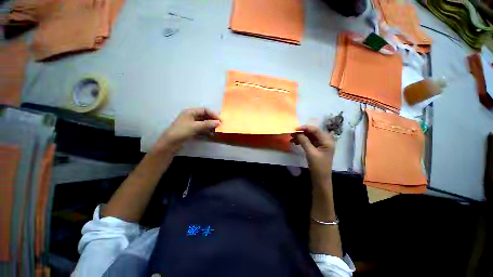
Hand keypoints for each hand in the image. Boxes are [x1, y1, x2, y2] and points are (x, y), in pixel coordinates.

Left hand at [154, 108, 220, 151]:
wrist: (170, 143)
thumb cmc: (182, 131)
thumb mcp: (195, 126)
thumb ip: (207, 124)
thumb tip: (219, 122)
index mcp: (191, 112)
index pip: (205, 110)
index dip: (213, 114)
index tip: (220, 120)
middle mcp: (191, 116)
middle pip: (205, 116)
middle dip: (212, 120)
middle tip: (220, 125)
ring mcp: (192, 123)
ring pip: (204, 122)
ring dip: (210, 126)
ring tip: (216, 130)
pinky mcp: (192, 130)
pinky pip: (202, 128)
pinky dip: (207, 130)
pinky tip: (211, 134)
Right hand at [291, 125, 334, 180]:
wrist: (320, 178)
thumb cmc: (318, 166)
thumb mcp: (311, 153)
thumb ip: (304, 141)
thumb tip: (297, 133)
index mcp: (327, 141)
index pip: (315, 130)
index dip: (305, 128)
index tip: (295, 129)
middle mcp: (325, 141)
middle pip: (312, 133)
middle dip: (302, 132)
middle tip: (292, 133)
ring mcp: (321, 144)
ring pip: (309, 137)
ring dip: (301, 137)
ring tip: (291, 138)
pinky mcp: (316, 148)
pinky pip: (308, 141)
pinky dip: (302, 141)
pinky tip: (295, 142)